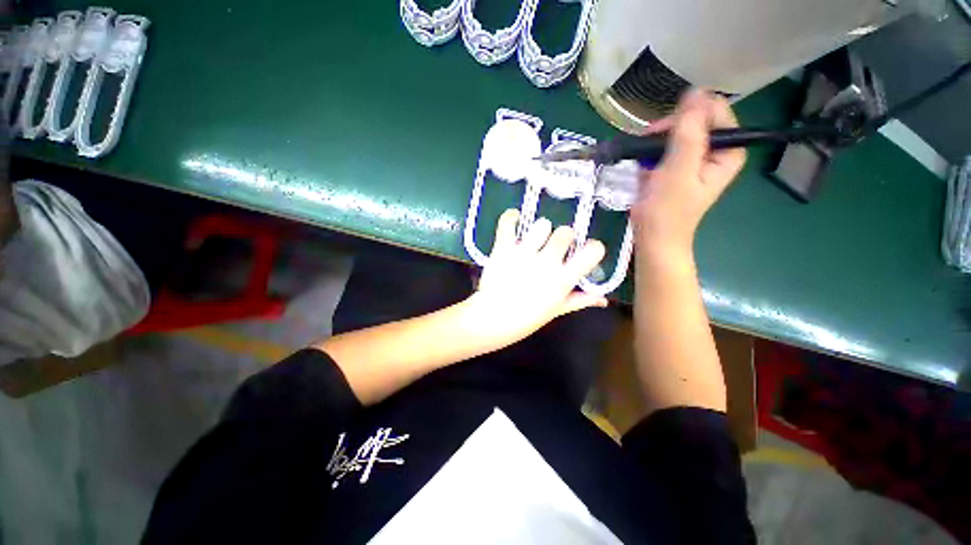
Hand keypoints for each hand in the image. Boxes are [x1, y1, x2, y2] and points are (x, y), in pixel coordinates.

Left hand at [467, 209, 606, 344]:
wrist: (492, 319)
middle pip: (566, 232)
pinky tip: (515, 220)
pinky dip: (511, 217)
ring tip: (533, 240)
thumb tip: (603, 299)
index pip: (593, 251)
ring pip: (542, 225)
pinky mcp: (503, 248)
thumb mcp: (557, 311)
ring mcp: (524, 253)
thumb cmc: (526, 319)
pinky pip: (508, 222)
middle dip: (563, 238)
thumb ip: (580, 300)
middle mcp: (547, 262)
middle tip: (554, 247)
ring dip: (540, 230)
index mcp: (563, 279)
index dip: (592, 248)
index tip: (585, 251)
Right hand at [631, 89, 746, 256]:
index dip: (686, 116)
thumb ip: (689, 133)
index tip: (661, 133)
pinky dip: (649, 156)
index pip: (713, 110)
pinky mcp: (676, 167)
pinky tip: (643, 170)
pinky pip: (663, 148)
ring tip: (642, 163)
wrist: (653, 238)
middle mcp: (715, 150)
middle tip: (647, 150)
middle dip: (666, 132)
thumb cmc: (668, 211)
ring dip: (654, 145)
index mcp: (728, 149)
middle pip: (692, 119)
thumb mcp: (679, 171)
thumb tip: (694, 93)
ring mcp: (694, 158)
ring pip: (674, 133)